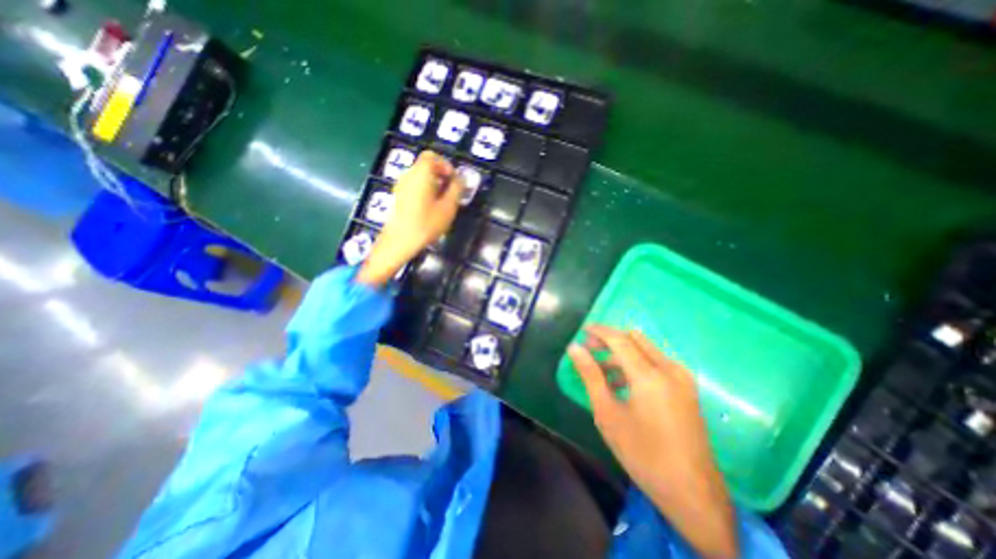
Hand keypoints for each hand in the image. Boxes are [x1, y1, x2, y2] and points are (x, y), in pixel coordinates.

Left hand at [357, 151, 464, 286]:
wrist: (399, 241)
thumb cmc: (426, 224)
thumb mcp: (448, 208)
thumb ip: (456, 190)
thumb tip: (461, 179)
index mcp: (421, 173)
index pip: (432, 157)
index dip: (446, 165)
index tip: (454, 181)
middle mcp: (408, 175)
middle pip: (425, 166)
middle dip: (441, 175)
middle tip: (451, 192)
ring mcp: (400, 185)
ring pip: (419, 176)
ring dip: (433, 184)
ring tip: (442, 202)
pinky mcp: (397, 196)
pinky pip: (413, 186)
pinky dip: (424, 190)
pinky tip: (429, 208)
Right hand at [568, 323, 737, 557]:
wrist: (692, 492)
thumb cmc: (643, 454)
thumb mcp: (608, 414)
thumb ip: (590, 376)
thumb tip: (574, 349)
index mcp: (650, 376)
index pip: (619, 339)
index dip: (599, 331)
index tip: (581, 330)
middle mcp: (669, 368)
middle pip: (634, 338)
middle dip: (609, 339)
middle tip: (589, 350)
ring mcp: (682, 377)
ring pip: (646, 349)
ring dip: (622, 353)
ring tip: (601, 371)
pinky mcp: (686, 387)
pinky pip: (656, 362)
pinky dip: (636, 363)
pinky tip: (622, 383)